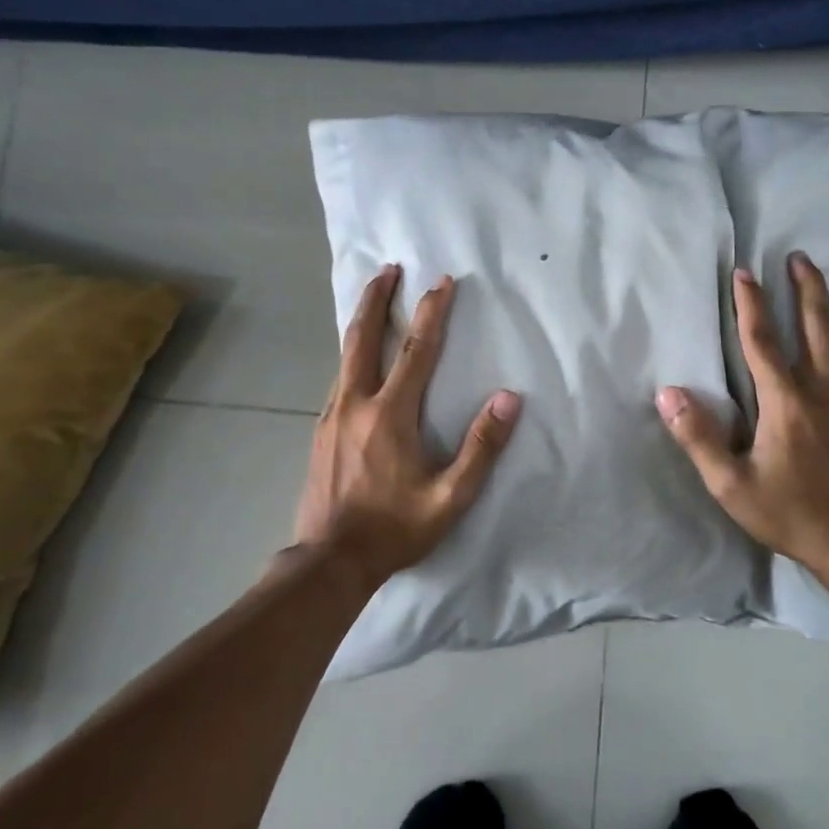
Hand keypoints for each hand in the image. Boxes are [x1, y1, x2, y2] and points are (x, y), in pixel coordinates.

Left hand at [294, 264, 521, 586]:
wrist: (329, 560)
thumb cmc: (394, 529)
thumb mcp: (450, 497)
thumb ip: (481, 447)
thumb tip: (509, 399)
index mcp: (389, 415)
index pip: (415, 350)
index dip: (432, 312)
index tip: (442, 281)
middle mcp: (355, 403)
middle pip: (363, 337)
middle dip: (377, 298)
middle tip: (387, 268)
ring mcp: (331, 416)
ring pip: (345, 355)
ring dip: (361, 321)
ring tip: (372, 298)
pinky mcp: (320, 431)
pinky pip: (338, 378)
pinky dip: (351, 353)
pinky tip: (358, 358)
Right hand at [657, 253, 828, 586]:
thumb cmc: (791, 513)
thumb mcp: (732, 485)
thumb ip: (698, 438)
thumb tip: (668, 393)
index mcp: (785, 402)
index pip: (762, 342)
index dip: (750, 305)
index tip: (743, 272)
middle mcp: (819, 391)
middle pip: (815, 327)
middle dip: (805, 288)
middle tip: (799, 255)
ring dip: (818, 307)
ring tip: (811, 281)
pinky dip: (827, 337)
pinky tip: (821, 343)